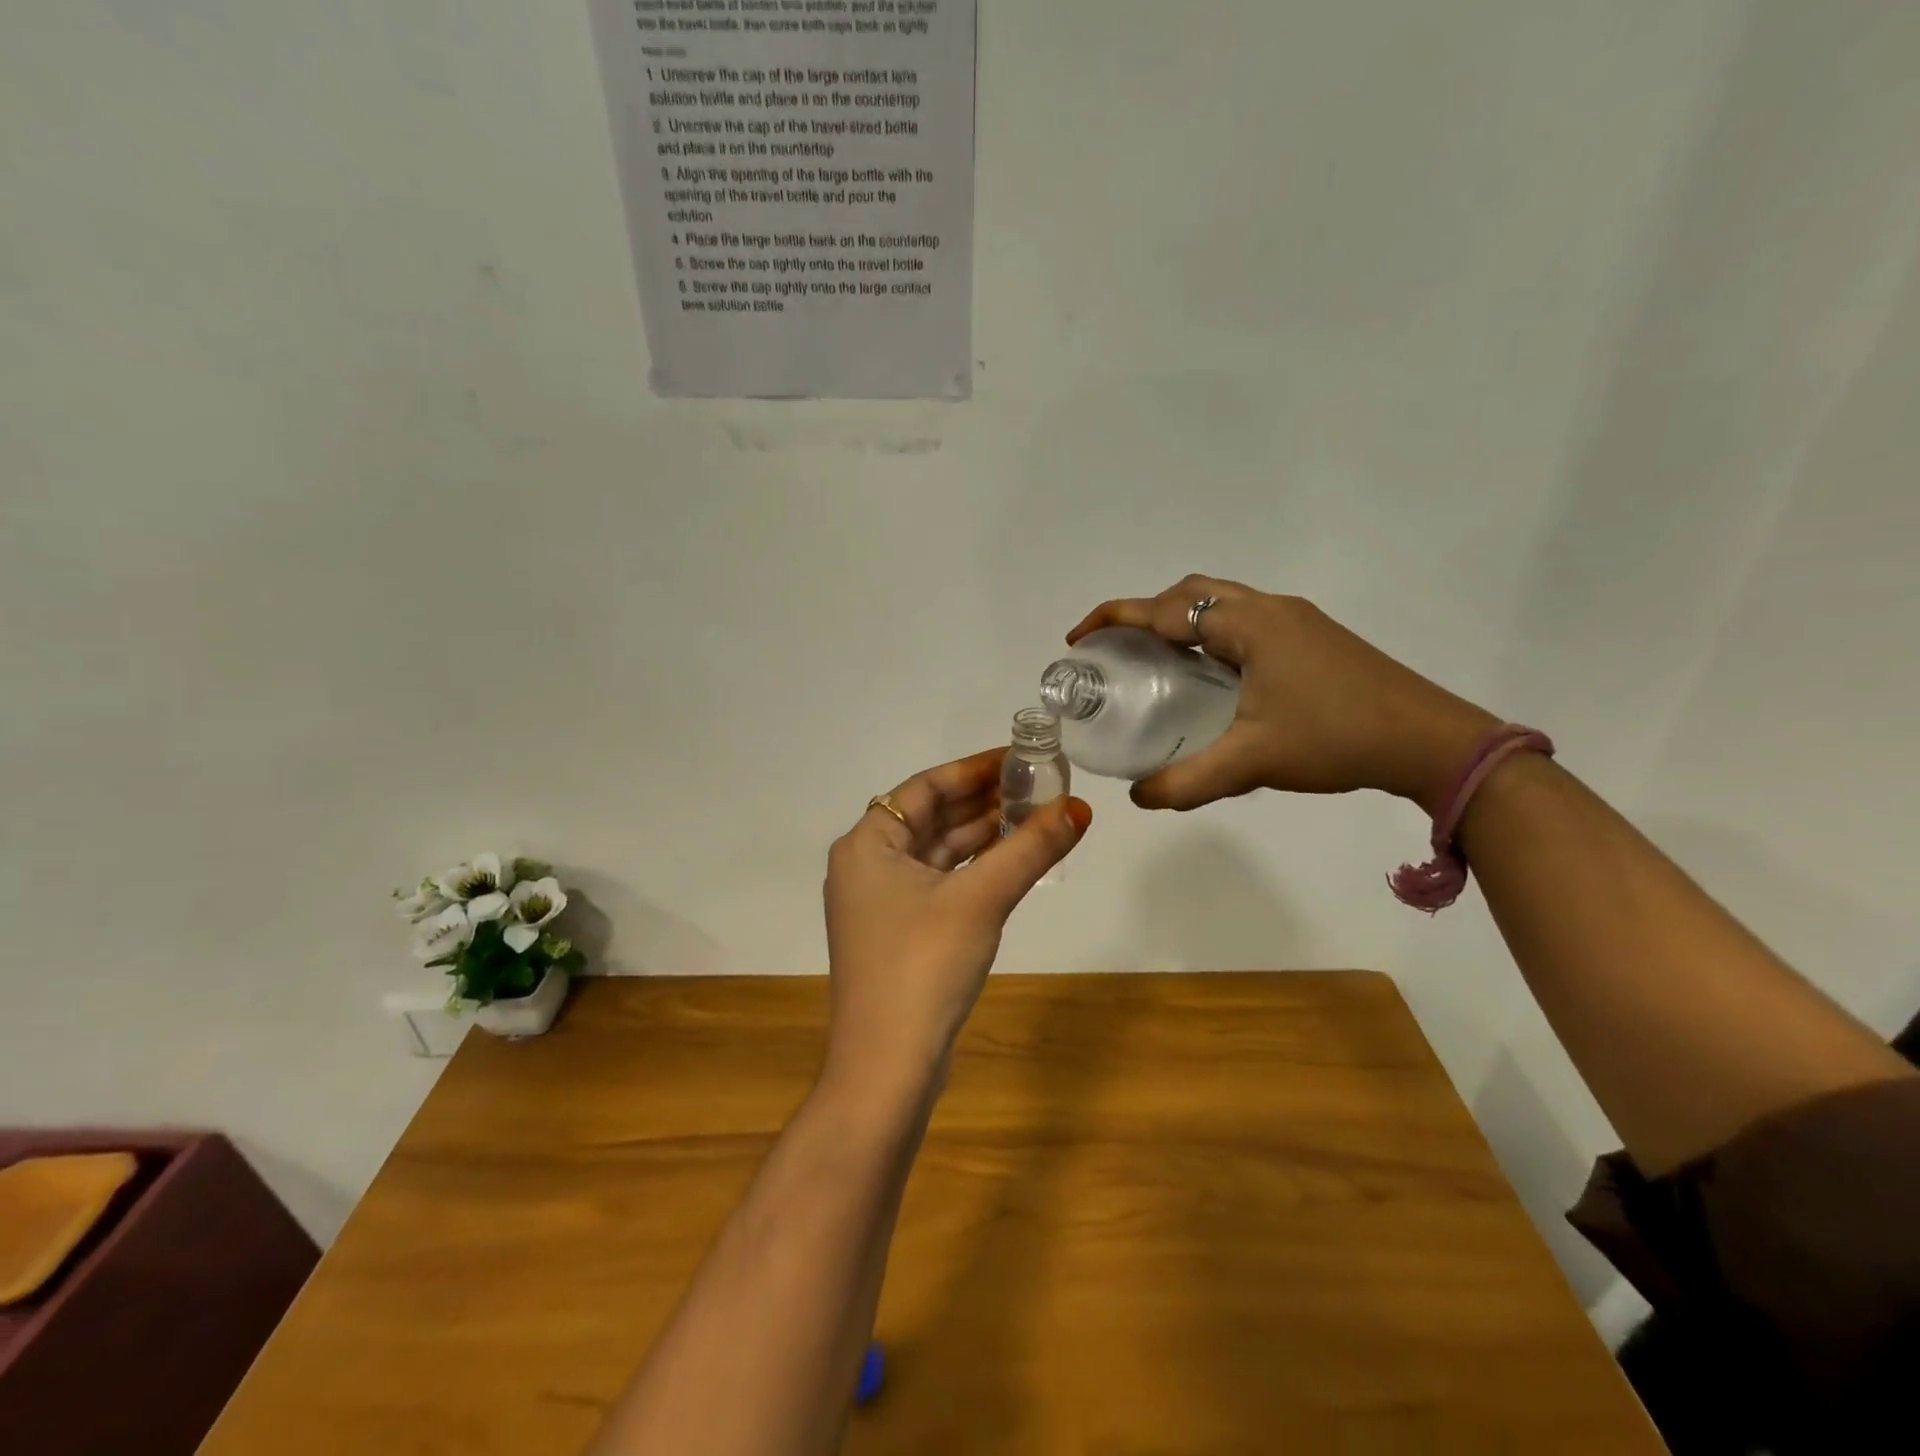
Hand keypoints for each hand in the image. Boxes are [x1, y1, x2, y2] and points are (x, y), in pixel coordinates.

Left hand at [822, 749, 1091, 1092]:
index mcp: (866, 844)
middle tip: (1037, 785)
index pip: (925, 787)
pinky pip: (940, 882)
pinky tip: (1011, 861)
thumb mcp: (981, 899)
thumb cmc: (923, 966)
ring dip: (982, 835)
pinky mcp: (899, 933)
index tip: (1019, 758)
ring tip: (1035, 815)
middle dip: (983, 801)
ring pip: (938, 851)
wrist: (886, 1068)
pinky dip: (973, 869)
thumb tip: (1079, 808)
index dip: (974, 769)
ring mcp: (881, 902)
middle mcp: (867, 865)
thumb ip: (1029, 848)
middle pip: (931, 817)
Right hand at [1068, 576, 1498, 814]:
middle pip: (1190, 593)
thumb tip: (1138, 798)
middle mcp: (1269, 609)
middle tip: (1120, 650)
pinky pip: (1245, 621)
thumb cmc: (1336, 739)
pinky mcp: (1314, 637)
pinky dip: (1211, 635)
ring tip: (1157, 661)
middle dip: (1146, 612)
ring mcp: (1296, 620)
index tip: (1079, 638)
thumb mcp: (1252, 762)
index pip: (1165, 610)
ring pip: (1221, 604)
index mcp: (1248, 625)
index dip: (1115, 620)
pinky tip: (1212, 677)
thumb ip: (1188, 780)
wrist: (1431, 741)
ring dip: (1182, 622)